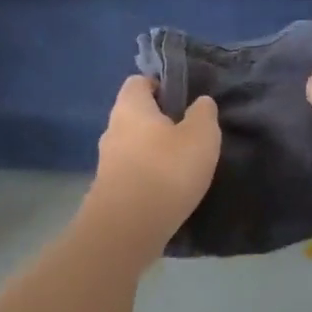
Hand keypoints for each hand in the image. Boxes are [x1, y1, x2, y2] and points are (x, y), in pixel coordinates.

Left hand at [84, 76, 220, 255]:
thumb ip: (203, 114)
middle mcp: (112, 129)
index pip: (139, 82)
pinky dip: (149, 176)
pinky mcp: (109, 191)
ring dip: (155, 152)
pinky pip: (132, 173)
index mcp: (130, 107)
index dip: (161, 86)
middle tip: (190, 134)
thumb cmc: (166, 170)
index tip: (185, 100)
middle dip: (160, 122)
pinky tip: (169, 190)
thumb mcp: (201, 136)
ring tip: (184, 165)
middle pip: (136, 116)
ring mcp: (107, 162)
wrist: (127, 229)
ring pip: (134, 146)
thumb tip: (200, 102)